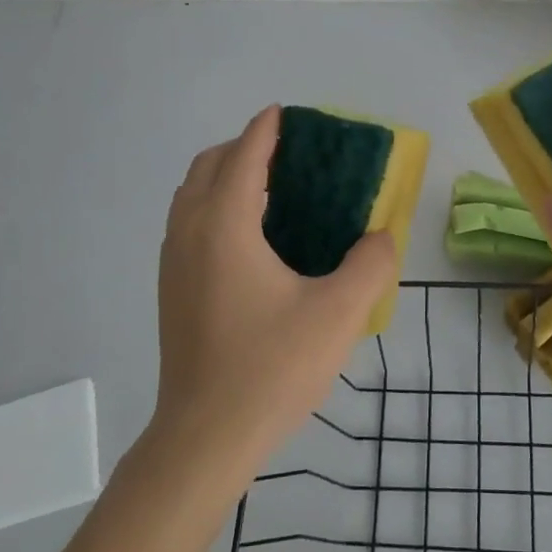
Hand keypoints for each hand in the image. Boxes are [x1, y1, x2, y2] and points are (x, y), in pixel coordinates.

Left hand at [155, 105, 396, 475]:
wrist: (205, 438)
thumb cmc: (271, 368)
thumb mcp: (339, 314)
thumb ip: (371, 264)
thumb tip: (381, 238)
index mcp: (225, 226)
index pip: (244, 156)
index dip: (266, 130)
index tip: (286, 113)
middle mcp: (190, 233)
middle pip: (208, 166)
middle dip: (243, 148)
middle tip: (287, 156)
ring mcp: (173, 263)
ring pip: (191, 195)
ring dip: (225, 177)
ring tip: (271, 191)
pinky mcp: (170, 290)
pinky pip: (188, 223)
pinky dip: (214, 206)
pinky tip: (250, 239)